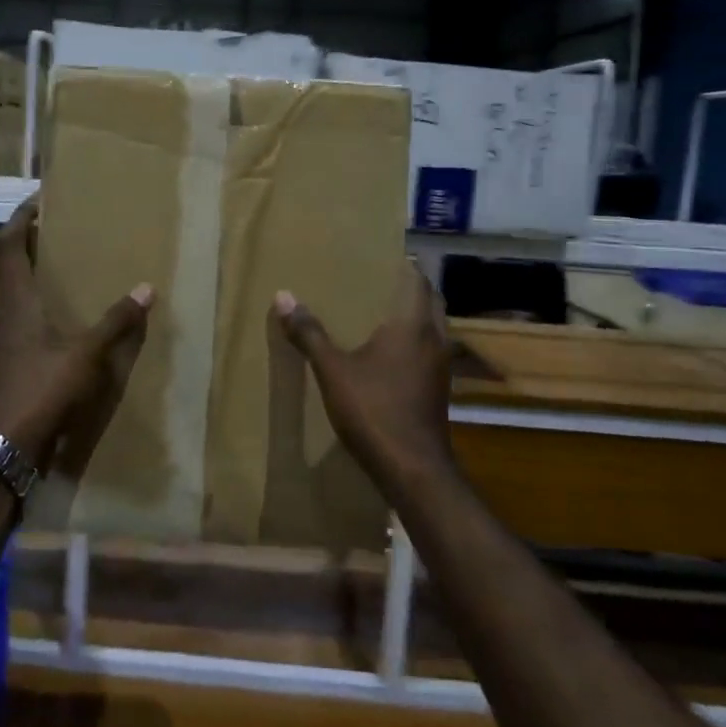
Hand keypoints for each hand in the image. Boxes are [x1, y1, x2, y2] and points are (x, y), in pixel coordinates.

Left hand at [0, 199, 153, 469]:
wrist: (7, 444)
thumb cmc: (43, 388)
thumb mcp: (86, 354)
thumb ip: (115, 322)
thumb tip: (146, 289)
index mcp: (17, 302)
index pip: (8, 247)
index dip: (19, 219)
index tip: (36, 200)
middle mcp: (5, 316)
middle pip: (11, 270)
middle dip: (32, 247)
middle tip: (60, 234)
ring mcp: (6, 343)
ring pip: (18, 299)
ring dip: (37, 281)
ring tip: (68, 276)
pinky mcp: (12, 366)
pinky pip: (26, 325)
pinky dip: (43, 312)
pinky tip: (66, 325)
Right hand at [273, 263, 452, 478]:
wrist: (412, 468)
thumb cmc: (373, 410)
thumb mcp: (332, 371)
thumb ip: (309, 333)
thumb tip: (283, 296)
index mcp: (413, 325)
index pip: (417, 280)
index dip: (402, 267)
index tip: (380, 258)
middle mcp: (435, 339)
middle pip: (430, 301)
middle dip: (409, 289)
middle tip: (377, 282)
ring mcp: (441, 366)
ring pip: (433, 328)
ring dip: (414, 316)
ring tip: (380, 314)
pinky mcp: (439, 389)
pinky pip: (429, 351)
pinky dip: (415, 342)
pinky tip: (389, 354)